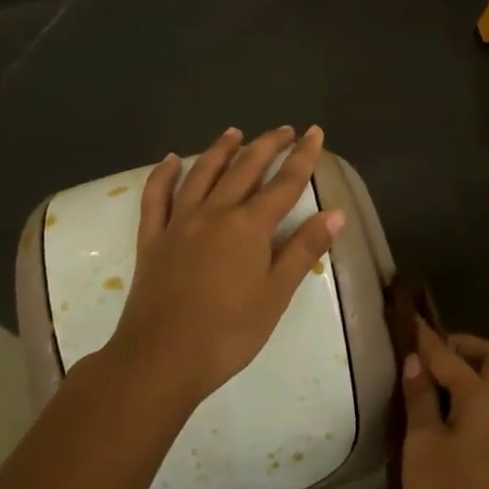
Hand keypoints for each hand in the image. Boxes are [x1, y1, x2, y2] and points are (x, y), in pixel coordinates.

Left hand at [105, 125, 342, 404]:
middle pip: (245, 168)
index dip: (303, 156)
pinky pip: (157, 197)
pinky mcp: (152, 238)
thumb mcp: (276, 294)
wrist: (162, 358)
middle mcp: (215, 212)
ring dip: (221, 149)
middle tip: (284, 130)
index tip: (315, 133)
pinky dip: (164, 174)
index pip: (284, 182)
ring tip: (235, 132)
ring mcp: (179, 222)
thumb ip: (304, 250)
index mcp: (249, 226)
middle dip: (267, 145)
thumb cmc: (229, 332)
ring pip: (202, 173)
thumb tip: (336, 213)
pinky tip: (171, 160)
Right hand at [400, 321, 488, 488]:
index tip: (408, 319)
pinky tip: (454, 408)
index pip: (450, 357)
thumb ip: (420, 397)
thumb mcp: (422, 442)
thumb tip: (415, 361)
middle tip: (431, 352)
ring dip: (477, 371)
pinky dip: (479, 394)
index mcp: (484, 398)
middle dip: (464, 347)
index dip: (427, 339)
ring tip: (444, 378)